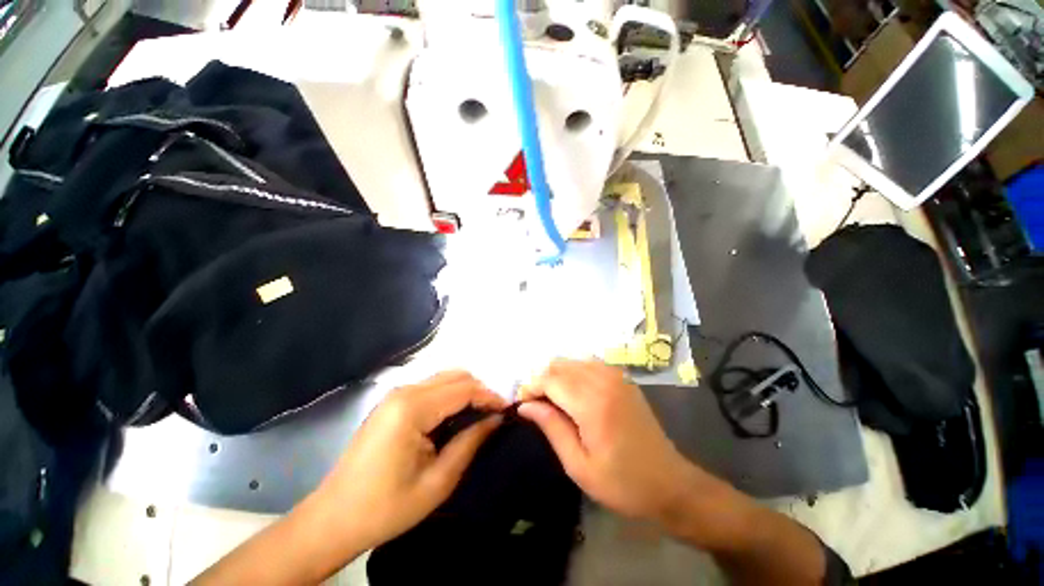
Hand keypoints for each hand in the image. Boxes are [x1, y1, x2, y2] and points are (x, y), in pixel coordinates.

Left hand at [313, 371, 506, 551]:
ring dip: (466, 391)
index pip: (464, 389)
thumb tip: (496, 419)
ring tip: (478, 415)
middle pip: (455, 376)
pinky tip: (455, 416)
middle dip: (480, 391)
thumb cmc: (387, 506)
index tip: (507, 411)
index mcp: (413, 408)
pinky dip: (450, 395)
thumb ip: (470, 442)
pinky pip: (431, 387)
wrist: (334, 519)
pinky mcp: (392, 402)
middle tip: (493, 415)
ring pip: (444, 378)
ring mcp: (395, 395)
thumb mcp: (438, 481)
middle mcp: (404, 392)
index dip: (490, 396)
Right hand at [517, 359, 697, 522]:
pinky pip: (589, 364)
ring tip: (552, 401)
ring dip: (557, 376)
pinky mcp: (623, 378)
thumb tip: (525, 406)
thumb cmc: (621, 483)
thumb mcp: (578, 465)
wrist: (670, 483)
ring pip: (573, 361)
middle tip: (536, 405)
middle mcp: (604, 380)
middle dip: (542, 381)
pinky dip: (574, 373)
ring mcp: (616, 376)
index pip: (550, 380)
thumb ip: (551, 427)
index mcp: (592, 403)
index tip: (522, 404)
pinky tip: (573, 393)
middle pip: (560, 365)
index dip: (531, 388)